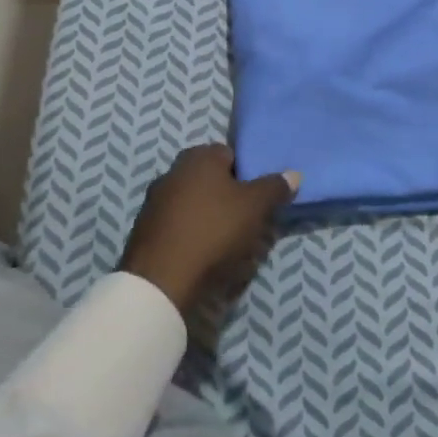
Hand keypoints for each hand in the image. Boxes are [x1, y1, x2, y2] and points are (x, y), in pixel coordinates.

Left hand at [118, 144, 298, 314]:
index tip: (258, 198)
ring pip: (193, 203)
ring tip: (226, 242)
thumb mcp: (255, 207)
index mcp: (199, 157)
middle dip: (229, 197)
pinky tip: (201, 255)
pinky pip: (178, 226)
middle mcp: (173, 171)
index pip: (231, 154)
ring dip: (209, 216)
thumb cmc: (213, 231)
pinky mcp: (144, 231)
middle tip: (247, 220)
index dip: (248, 174)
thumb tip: (293, 174)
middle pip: (211, 179)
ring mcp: (154, 201)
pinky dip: (191, 235)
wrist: (160, 281)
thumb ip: (275, 187)